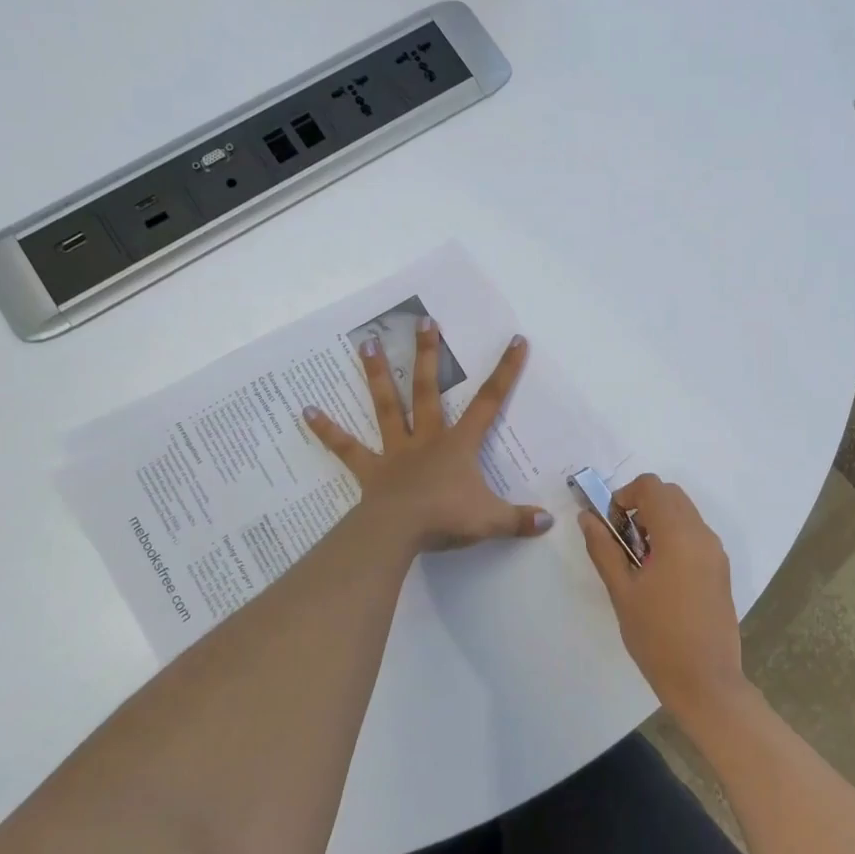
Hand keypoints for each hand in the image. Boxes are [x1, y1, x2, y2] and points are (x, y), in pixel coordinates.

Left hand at [302, 324, 551, 552]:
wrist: (400, 531)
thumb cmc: (447, 519)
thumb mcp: (491, 520)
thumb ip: (519, 519)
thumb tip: (549, 520)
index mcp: (458, 445)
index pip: (489, 402)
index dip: (506, 371)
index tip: (516, 341)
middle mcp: (426, 438)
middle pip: (427, 389)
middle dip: (428, 355)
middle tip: (423, 322)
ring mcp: (395, 451)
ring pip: (387, 406)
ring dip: (376, 374)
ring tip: (366, 343)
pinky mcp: (370, 469)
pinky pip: (346, 447)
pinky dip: (327, 429)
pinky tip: (305, 411)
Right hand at [579, 474, 747, 720]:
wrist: (705, 682)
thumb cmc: (657, 636)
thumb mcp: (622, 591)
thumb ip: (603, 548)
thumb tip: (587, 518)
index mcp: (678, 535)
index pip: (652, 486)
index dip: (625, 495)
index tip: (612, 526)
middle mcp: (702, 534)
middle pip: (670, 495)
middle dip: (641, 506)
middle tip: (623, 543)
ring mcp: (715, 552)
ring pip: (684, 513)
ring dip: (658, 521)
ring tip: (640, 563)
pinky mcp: (720, 569)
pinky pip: (695, 535)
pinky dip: (674, 537)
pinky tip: (660, 577)